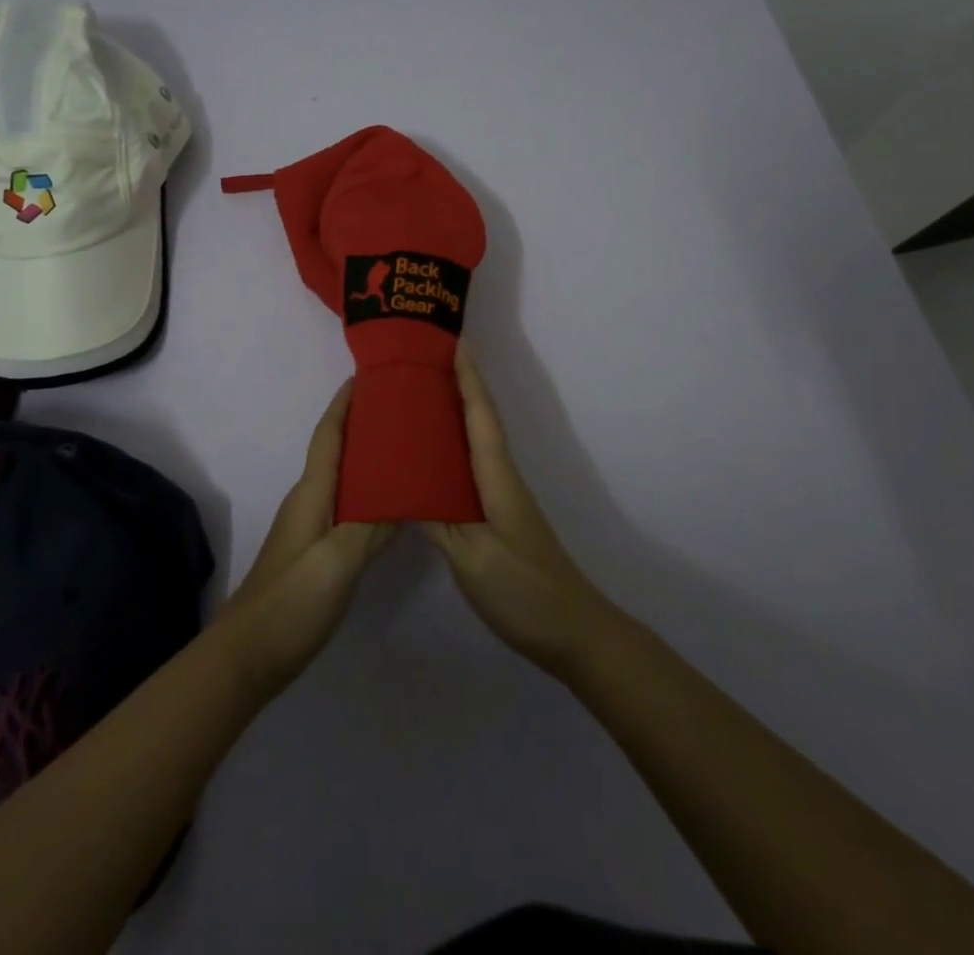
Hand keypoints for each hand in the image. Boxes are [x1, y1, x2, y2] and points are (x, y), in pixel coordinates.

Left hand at [218, 380, 392, 698]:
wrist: (249, 654)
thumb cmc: (292, 600)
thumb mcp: (338, 561)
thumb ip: (372, 526)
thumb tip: (405, 491)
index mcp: (311, 493)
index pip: (329, 434)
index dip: (344, 403)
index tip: (366, 374)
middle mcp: (309, 501)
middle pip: (336, 450)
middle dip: (362, 423)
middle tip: (401, 407)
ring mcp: (310, 527)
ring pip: (342, 478)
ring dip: (366, 457)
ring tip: (404, 446)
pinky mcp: (315, 551)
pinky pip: (346, 506)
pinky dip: (368, 493)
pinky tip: (390, 503)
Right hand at [423, 345, 618, 681]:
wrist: (572, 633)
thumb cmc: (523, 591)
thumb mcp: (472, 558)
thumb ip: (436, 521)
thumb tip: (401, 486)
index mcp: (496, 480)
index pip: (480, 417)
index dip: (468, 378)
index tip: (454, 341)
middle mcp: (500, 480)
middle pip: (479, 421)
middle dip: (457, 386)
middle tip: (422, 361)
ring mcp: (501, 500)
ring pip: (474, 444)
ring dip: (452, 415)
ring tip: (417, 398)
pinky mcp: (496, 519)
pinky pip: (469, 470)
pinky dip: (450, 452)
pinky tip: (426, 461)